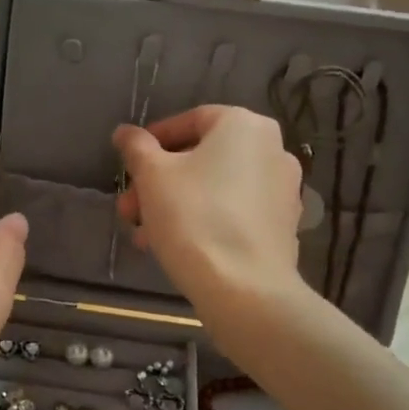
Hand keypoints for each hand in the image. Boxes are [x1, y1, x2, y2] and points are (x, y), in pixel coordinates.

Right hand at [112, 105, 304, 318]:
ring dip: (174, 205)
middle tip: (129, 208)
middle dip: (158, 182)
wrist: (245, 290)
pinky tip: (174, 247)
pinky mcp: (283, 226)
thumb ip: (136, 148)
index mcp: (244, 126)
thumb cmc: (194, 218)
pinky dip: (204, 221)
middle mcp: (272, 149)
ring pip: (215, 188)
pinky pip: (234, 212)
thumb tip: (125, 132)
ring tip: (143, 235)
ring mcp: (283, 190)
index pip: (191, 119)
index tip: (129, 165)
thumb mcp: (153, 176)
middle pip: (201, 158)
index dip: (153, 141)